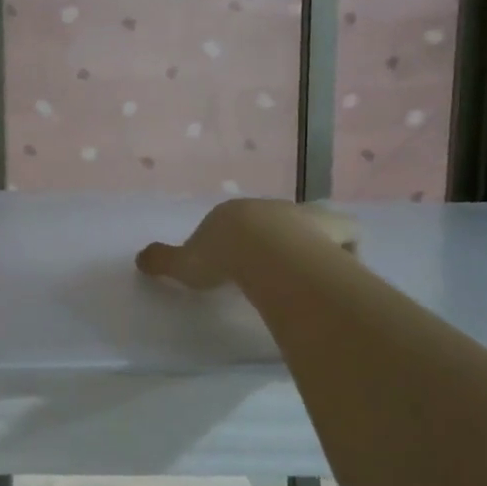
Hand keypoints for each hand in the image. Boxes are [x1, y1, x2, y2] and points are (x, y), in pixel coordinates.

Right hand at [137, 199, 357, 290]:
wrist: (267, 252)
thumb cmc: (222, 256)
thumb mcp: (183, 263)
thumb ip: (163, 260)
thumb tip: (140, 257)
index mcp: (237, 212)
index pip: (238, 222)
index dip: (238, 240)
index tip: (237, 262)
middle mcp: (274, 209)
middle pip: (278, 220)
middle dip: (279, 237)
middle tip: (277, 266)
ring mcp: (308, 219)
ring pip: (316, 227)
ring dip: (315, 243)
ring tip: (312, 272)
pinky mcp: (337, 234)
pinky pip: (346, 244)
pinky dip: (344, 256)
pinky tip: (338, 277)